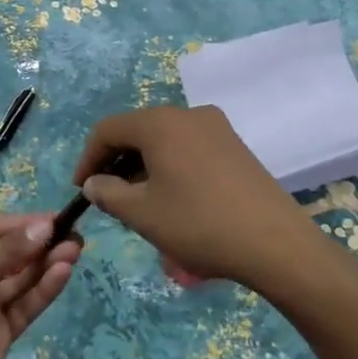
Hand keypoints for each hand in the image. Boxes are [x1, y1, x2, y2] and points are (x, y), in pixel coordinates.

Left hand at [0, 214, 78, 358]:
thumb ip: (7, 252)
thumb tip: (45, 226)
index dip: (26, 224)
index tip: (57, 218)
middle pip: (14, 254)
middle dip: (42, 243)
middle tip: (74, 234)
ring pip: (23, 279)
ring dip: (47, 264)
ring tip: (74, 249)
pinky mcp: (0, 333)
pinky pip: (25, 305)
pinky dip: (43, 289)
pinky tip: (62, 272)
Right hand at [73, 105, 322, 292]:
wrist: (276, 243)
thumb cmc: (199, 224)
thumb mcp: (143, 213)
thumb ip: (108, 193)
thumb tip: (95, 183)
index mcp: (160, 123)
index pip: (108, 129)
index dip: (88, 158)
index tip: (81, 190)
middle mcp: (187, 114)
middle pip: (137, 131)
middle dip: (116, 162)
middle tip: (108, 198)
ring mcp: (216, 127)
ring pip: (164, 139)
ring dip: (143, 165)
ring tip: (138, 203)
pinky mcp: (235, 145)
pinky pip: (188, 147)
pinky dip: (169, 166)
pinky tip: (173, 198)